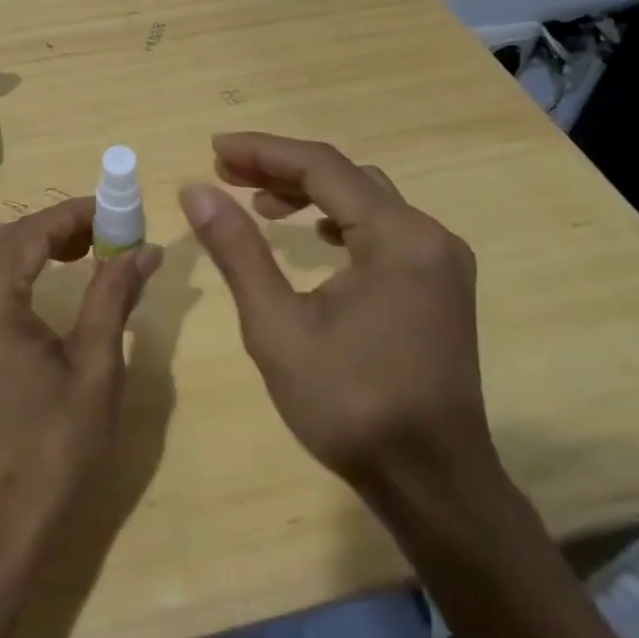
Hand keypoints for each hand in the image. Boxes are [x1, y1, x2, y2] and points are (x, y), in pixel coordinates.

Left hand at [0, 198, 163, 563]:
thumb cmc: (49, 451)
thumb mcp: (94, 368)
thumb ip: (113, 295)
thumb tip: (145, 248)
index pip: (33, 230)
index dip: (78, 214)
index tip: (118, 208)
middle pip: (5, 235)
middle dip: (54, 227)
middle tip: (105, 235)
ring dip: (27, 243)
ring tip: (78, 252)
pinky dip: (2, 266)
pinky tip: (35, 282)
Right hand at [180, 133, 494, 490]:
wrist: (434, 487)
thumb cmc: (351, 407)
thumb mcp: (278, 327)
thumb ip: (238, 250)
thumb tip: (196, 191)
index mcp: (397, 238)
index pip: (322, 166)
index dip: (263, 151)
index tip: (214, 150)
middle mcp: (429, 235)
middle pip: (346, 176)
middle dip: (282, 168)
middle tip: (226, 173)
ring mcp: (441, 259)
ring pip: (366, 198)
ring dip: (311, 192)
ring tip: (260, 204)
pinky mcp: (440, 283)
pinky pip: (384, 226)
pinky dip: (340, 218)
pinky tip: (314, 236)